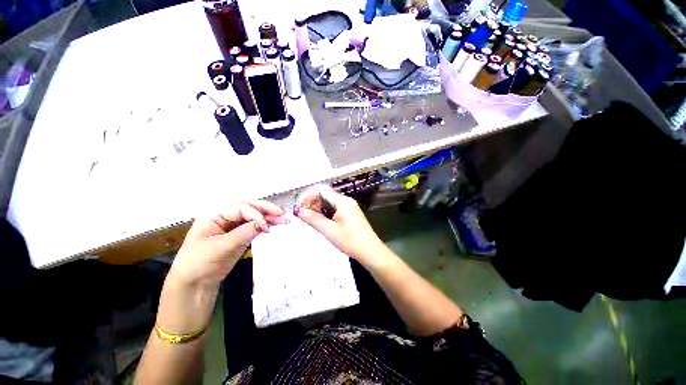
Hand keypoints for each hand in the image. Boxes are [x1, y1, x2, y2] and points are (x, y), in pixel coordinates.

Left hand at [169, 201, 286, 288]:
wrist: (194, 284)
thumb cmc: (199, 264)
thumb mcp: (220, 247)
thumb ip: (243, 233)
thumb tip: (264, 224)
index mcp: (213, 214)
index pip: (239, 208)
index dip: (255, 214)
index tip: (266, 226)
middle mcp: (223, 216)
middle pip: (248, 207)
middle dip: (265, 209)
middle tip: (282, 212)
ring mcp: (232, 225)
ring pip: (253, 215)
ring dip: (268, 216)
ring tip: (284, 218)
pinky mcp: (239, 234)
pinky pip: (254, 225)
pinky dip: (265, 224)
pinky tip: (275, 224)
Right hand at [295, 187, 389, 267]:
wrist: (370, 251)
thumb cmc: (350, 241)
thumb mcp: (329, 231)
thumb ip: (313, 219)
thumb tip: (299, 211)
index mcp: (342, 202)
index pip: (321, 191)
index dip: (308, 197)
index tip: (299, 207)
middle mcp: (346, 201)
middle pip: (325, 195)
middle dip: (312, 203)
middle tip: (303, 214)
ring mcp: (349, 207)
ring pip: (329, 202)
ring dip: (318, 208)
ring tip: (310, 219)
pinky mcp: (350, 213)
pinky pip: (335, 208)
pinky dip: (325, 212)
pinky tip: (321, 221)